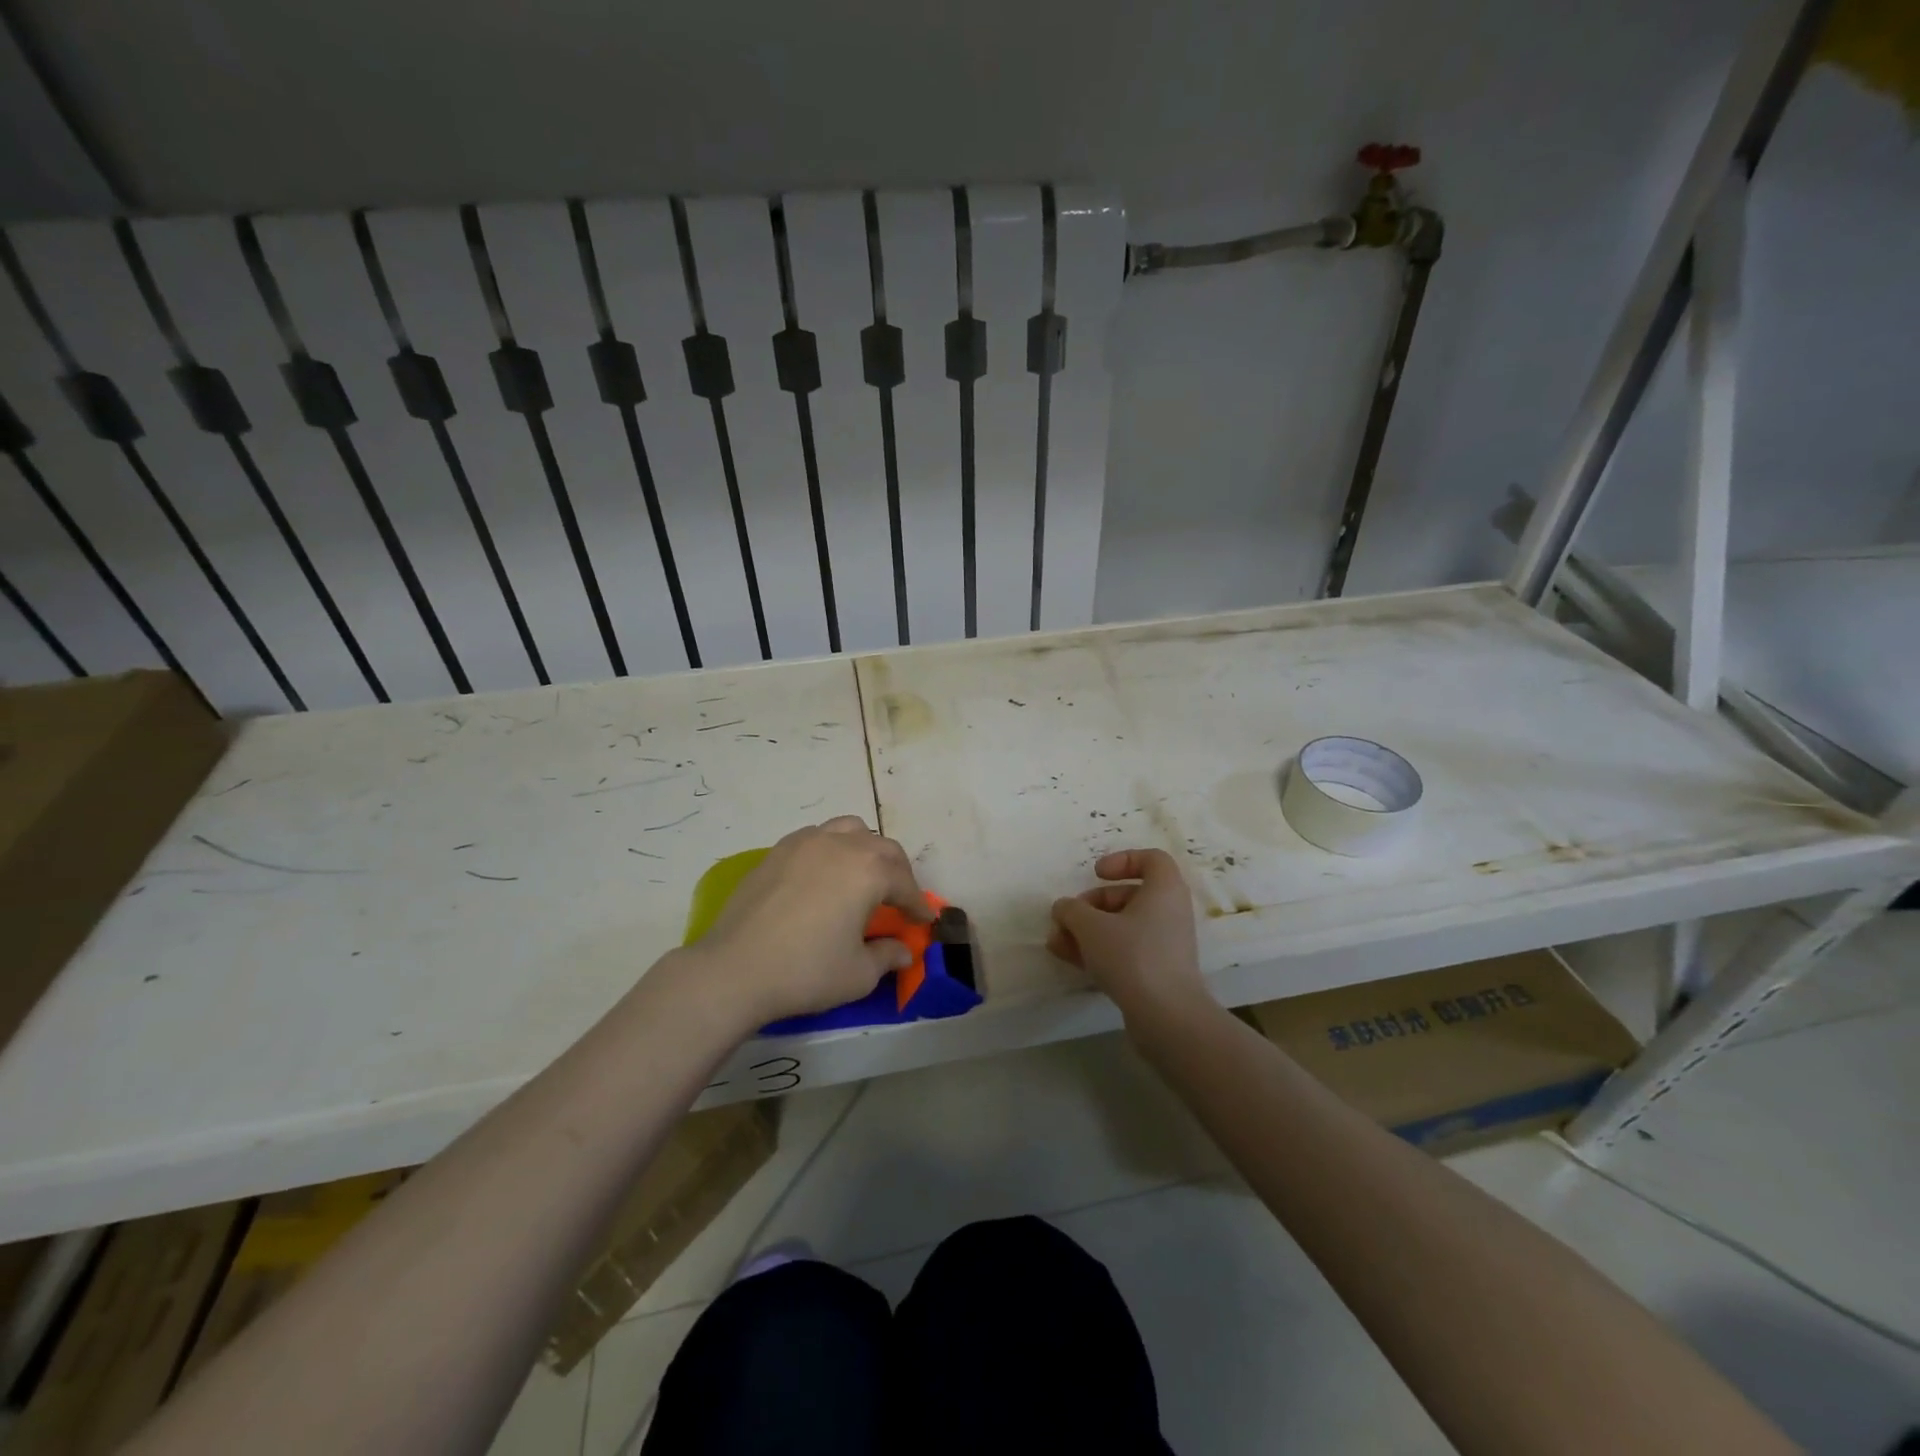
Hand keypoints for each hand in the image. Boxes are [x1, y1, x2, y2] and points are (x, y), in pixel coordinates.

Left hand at [689, 817, 931, 1026]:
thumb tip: (903, 951)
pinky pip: (817, 837)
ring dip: (865, 849)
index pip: (904, 884)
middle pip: (882, 848)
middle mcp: (841, 845)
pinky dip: (832, 849)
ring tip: (863, 875)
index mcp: (868, 871)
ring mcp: (806, 842)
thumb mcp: (858, 974)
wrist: (735, 968)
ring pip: (849, 830)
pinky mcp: (777, 851)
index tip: (924, 921)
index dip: (917, 904)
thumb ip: (887, 956)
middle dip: (898, 872)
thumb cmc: (806, 971)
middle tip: (899, 899)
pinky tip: (825, 875)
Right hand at [1048, 849, 1211, 1023]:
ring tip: (1057, 943)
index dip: (1122, 861)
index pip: (1151, 859)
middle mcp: (1169, 912)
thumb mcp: (1091, 926)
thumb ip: (1072, 910)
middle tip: (1067, 918)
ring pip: (1122, 926)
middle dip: (1092, 905)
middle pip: (1128, 896)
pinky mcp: (1157, 972)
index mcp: (1164, 890)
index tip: (1096, 874)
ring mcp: (1164, 944)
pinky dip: (1099, 951)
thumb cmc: (1132, 956)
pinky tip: (1069, 960)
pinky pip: (1125, 950)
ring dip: (1088, 930)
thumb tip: (1064, 908)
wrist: (1167, 1017)